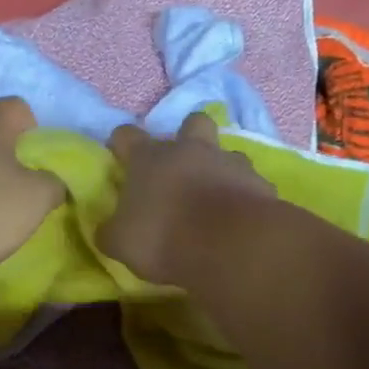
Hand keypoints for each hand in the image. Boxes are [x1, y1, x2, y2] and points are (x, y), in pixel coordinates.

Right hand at [101, 111, 274, 283]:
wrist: (231, 246)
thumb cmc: (163, 236)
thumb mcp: (120, 242)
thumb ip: (112, 231)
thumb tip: (107, 229)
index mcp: (149, 158)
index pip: (127, 135)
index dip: (121, 143)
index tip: (119, 156)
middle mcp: (190, 150)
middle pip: (192, 122)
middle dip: (187, 136)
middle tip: (180, 166)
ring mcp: (230, 163)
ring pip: (226, 152)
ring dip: (219, 169)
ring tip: (214, 197)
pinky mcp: (261, 184)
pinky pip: (250, 184)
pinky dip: (243, 196)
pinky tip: (238, 219)